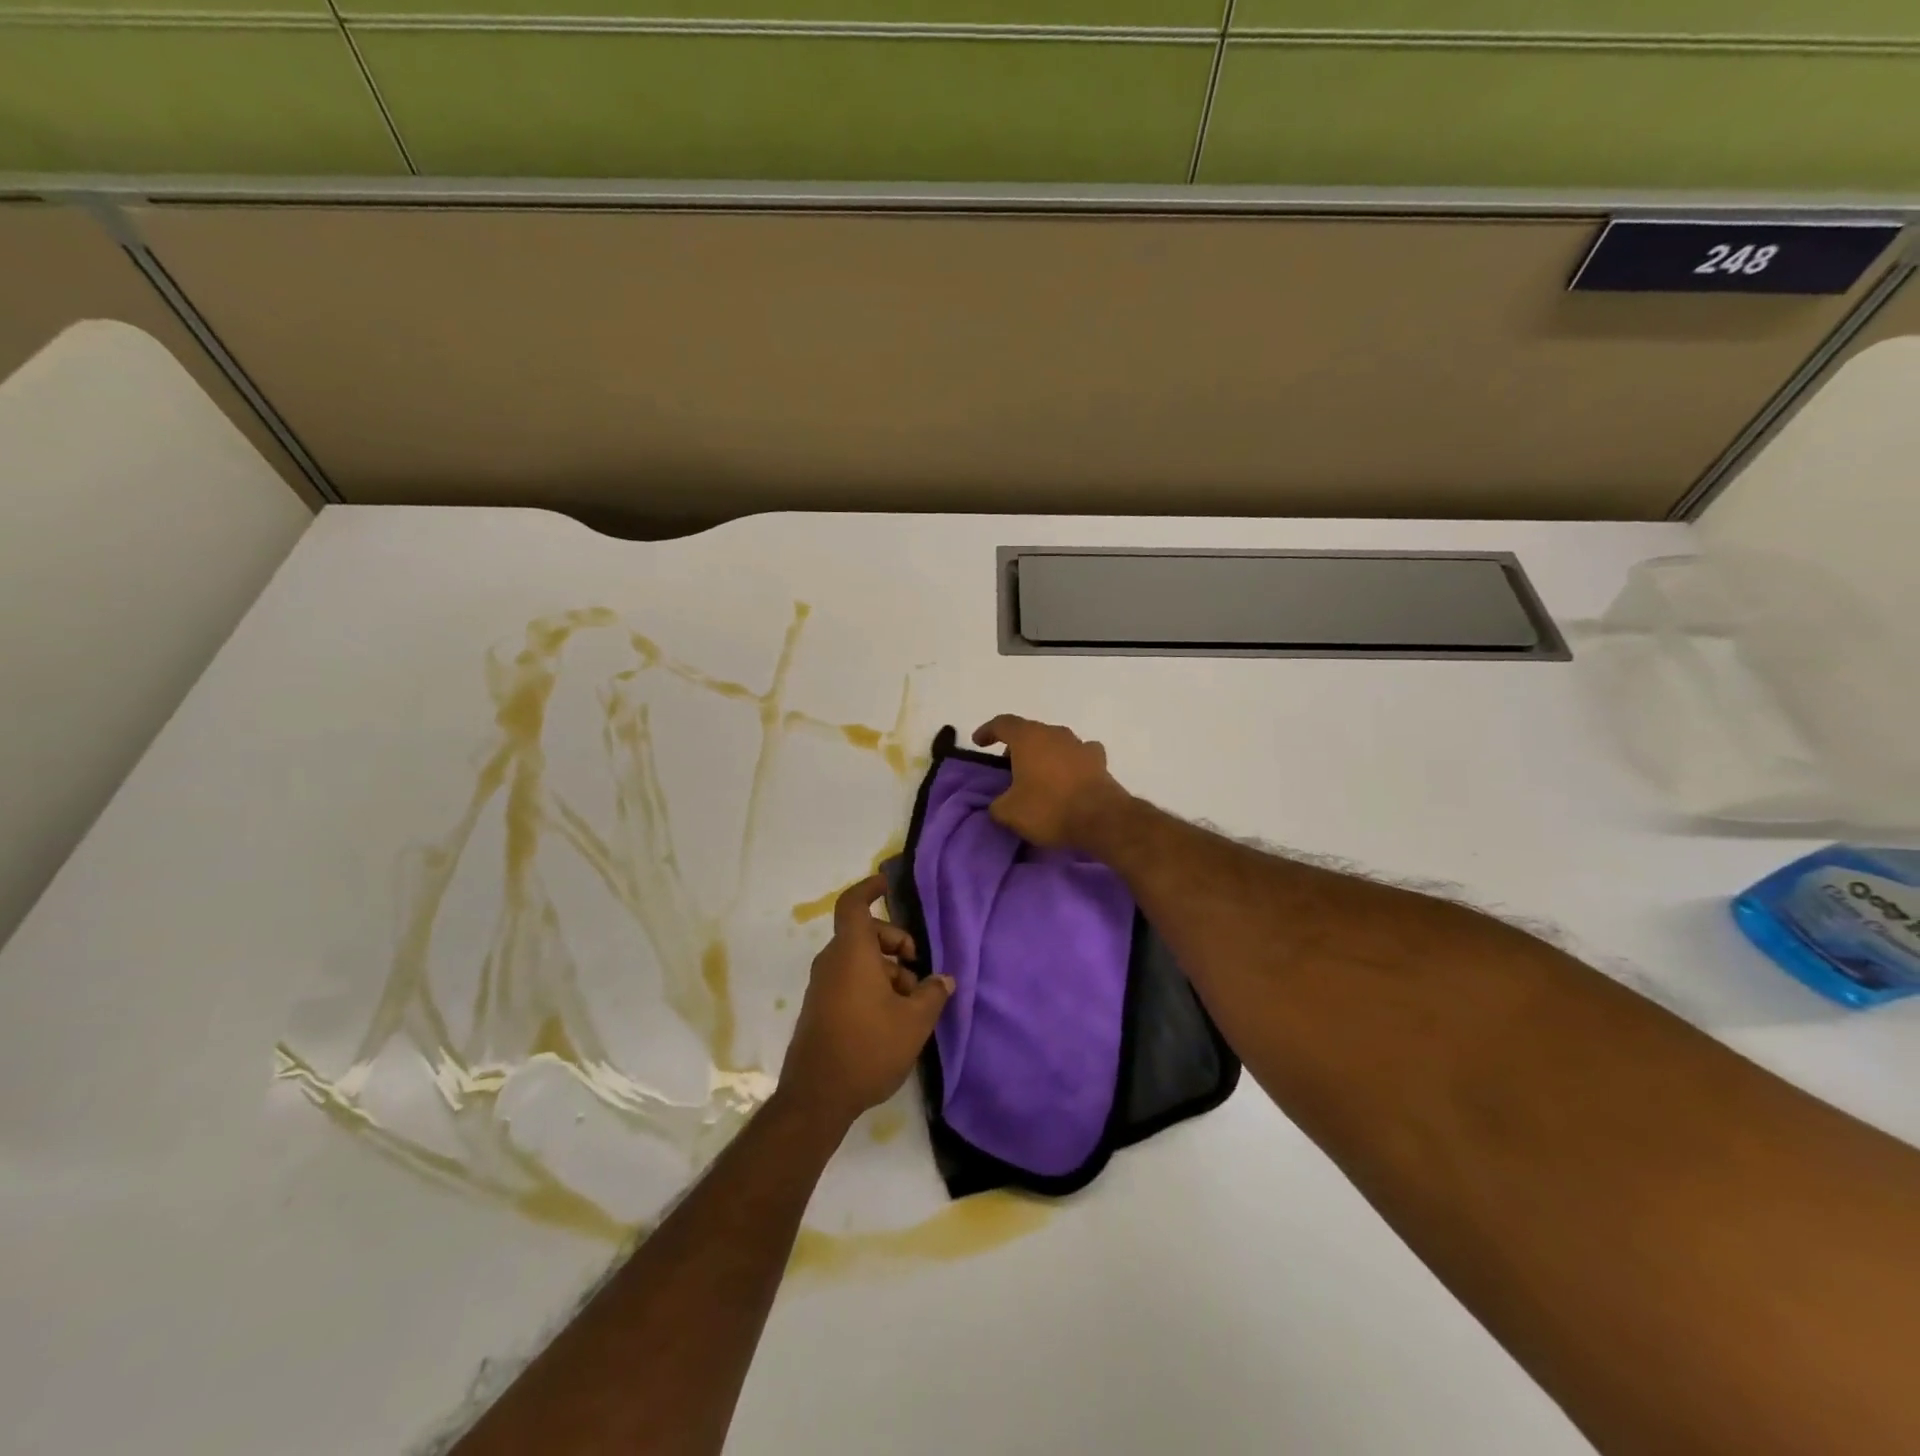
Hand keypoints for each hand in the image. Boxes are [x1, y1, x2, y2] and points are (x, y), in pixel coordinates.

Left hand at [778, 875, 953, 1129]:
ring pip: (859, 960)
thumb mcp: (914, 1021)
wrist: (816, 1097)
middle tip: (918, 966)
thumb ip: (932, 993)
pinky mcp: (820, 1008)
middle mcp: (832, 962)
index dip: (869, 889)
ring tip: (911, 1001)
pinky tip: (893, 1017)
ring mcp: (823, 986)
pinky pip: (849, 980)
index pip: (854, 904)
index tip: (887, 884)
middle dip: (895, 943)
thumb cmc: (868, 1048)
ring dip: (887, 970)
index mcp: (852, 953)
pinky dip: (872, 985)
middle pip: (865, 934)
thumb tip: (943, 979)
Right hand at [971, 715, 1132, 848]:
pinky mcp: (1099, 760)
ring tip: (1037, 774)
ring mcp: (1079, 744)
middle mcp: (1054, 733)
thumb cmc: (1048, 808)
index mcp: (1028, 738)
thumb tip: (999, 804)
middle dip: (1017, 746)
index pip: (1002, 724)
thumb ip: (997, 804)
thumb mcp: (1009, 812)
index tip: (978, 742)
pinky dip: (1069, 763)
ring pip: (1055, 742)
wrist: (1100, 818)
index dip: (987, 731)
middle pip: (1030, 732)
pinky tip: (1068, 777)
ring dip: (1044, 754)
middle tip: (1008, 765)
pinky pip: (1078, 755)